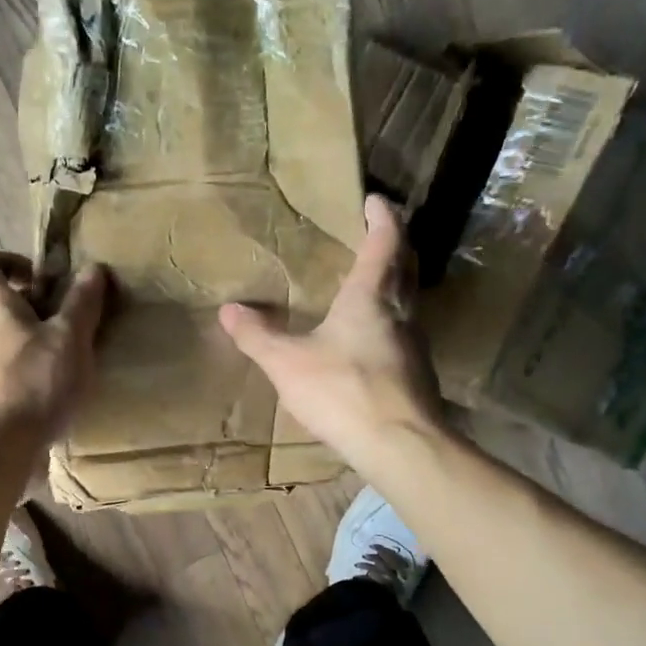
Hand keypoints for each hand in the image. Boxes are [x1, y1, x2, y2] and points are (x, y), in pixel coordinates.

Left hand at [0, 253, 107, 478]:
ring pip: (10, 343)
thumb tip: (93, 267)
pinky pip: (12, 374)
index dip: (7, 260)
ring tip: (77, 362)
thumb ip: (82, 304)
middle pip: (2, 306)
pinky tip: (62, 395)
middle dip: (40, 309)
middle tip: (76, 323)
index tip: (42, 277)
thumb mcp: (68, 340)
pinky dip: (36, 376)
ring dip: (42, 345)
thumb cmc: (29, 386)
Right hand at [219, 194, 443, 469]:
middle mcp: (402, 313)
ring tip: (371, 286)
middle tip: (378, 235)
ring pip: (409, 302)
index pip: (384, 243)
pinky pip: (405, 334)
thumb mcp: (287, 363)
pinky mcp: (418, 375)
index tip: (375, 200)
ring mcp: (416, 345)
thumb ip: (257, 336)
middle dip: (394, 246)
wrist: (399, 445)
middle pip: (406, 267)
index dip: (382, 218)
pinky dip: (391, 322)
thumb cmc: (342, 391)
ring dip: (395, 285)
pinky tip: (372, 341)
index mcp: (371, 297)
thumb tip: (228, 310)